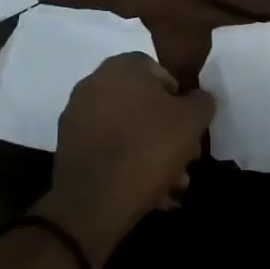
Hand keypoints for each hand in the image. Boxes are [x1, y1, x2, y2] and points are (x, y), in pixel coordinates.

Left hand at [38, 52, 215, 268]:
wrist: (94, 201)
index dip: (181, 102)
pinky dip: (128, 165)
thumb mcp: (192, 121)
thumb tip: (198, 99)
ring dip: (152, 154)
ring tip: (172, 186)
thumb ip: (201, 102)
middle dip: (168, 134)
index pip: (162, 74)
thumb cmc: (148, 148)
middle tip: (185, 161)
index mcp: (123, 67)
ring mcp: (78, 114)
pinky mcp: (68, 146)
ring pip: (128, 130)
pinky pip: (108, 149)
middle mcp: (95, 83)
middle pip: (144, 105)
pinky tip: (148, 193)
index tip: (191, 130)